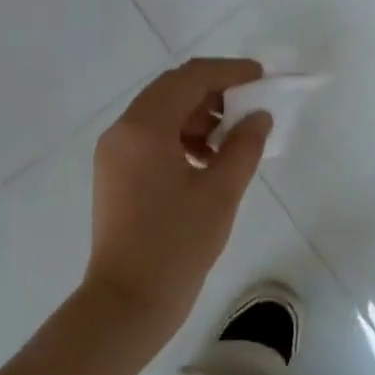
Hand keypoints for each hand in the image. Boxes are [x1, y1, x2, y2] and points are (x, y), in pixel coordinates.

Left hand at [81, 58, 272, 347]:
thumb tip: (259, 117)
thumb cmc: (176, 245)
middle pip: (172, 90)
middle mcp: (122, 130)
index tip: (261, 78)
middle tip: (251, 106)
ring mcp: (114, 152)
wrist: (127, 302)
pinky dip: (181, 137)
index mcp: (144, 127)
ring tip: (233, 139)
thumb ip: (244, 146)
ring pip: (161, 113)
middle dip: (214, 92)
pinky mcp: (114, 173)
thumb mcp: (220, 193)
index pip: (190, 78)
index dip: (229, 72)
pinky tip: (207, 160)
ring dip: (198, 115)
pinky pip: (150, 138)